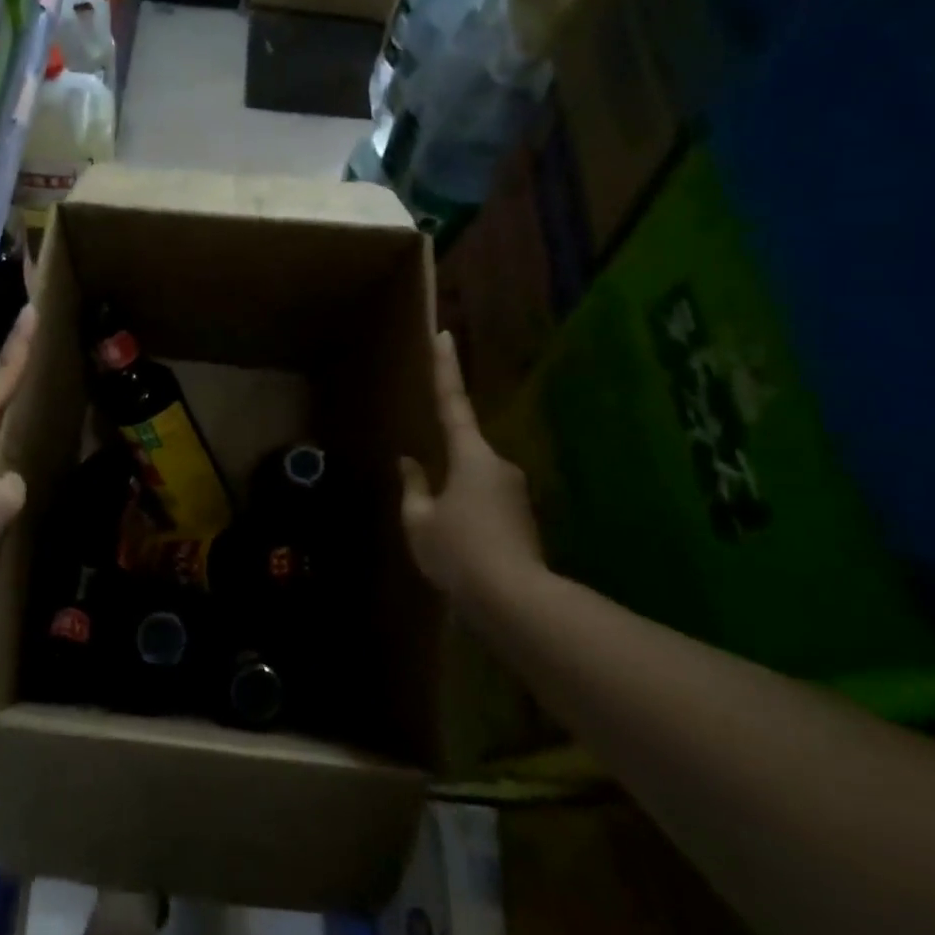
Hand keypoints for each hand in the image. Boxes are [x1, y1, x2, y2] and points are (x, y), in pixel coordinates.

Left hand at [0, 305, 35, 576]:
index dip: (20, 343)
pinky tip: (2, 483)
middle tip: (36, 371)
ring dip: (1, 433)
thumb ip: (13, 483)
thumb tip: (6, 483)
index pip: (4, 374)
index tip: (30, 310)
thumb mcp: (3, 497)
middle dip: (12, 387)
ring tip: (26, 434)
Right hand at [399, 330, 543, 607]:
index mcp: (470, 456)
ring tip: (443, 539)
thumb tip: (409, 464)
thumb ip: (413, 487)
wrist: (515, 600)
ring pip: (475, 482)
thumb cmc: (458, 552)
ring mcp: (515, 491)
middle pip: (464, 452)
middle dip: (444, 469)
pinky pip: (487, 504)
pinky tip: (461, 549)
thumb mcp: (419, 520)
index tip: (444, 334)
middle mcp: (499, 464)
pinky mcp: (524, 516)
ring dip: (456, 500)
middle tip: (428, 506)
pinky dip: (470, 517)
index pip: (452, 403)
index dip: (445, 368)